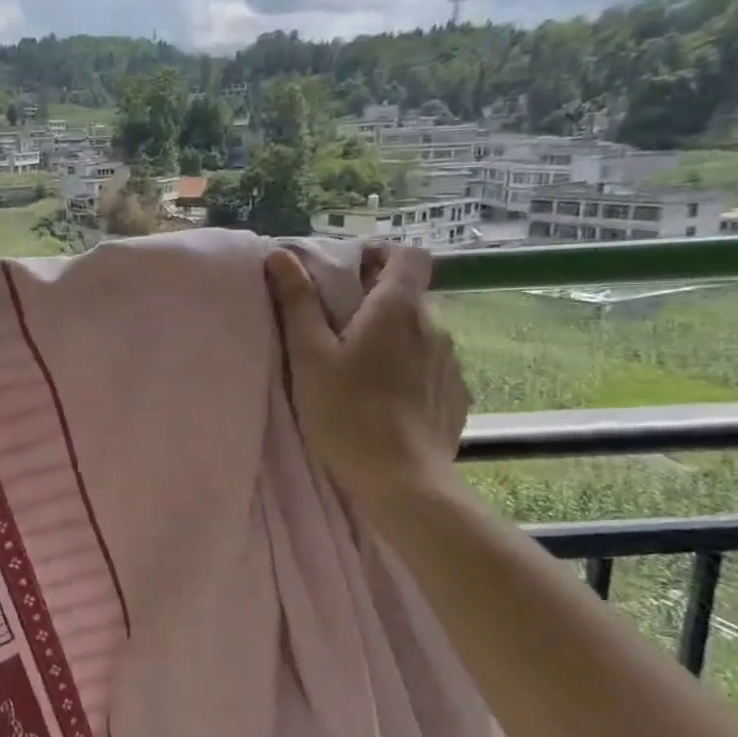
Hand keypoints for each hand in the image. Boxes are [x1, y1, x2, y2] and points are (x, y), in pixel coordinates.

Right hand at [265, 243, 470, 497]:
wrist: (401, 481)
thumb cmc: (346, 413)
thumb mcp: (309, 356)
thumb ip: (297, 303)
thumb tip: (280, 255)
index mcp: (397, 308)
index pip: (408, 255)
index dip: (381, 256)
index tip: (350, 275)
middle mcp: (434, 326)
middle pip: (409, 296)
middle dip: (376, 303)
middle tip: (339, 332)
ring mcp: (451, 362)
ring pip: (420, 334)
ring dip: (394, 340)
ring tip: (362, 372)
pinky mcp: (457, 395)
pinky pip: (432, 367)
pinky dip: (411, 371)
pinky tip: (388, 401)